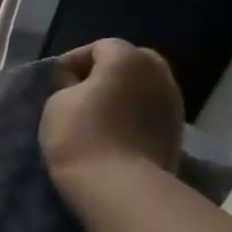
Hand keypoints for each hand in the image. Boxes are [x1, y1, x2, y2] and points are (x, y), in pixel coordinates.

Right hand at [40, 39, 183, 188]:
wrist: (117, 184)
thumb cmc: (79, 134)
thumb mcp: (57, 101)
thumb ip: (68, 84)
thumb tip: (78, 82)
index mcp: (128, 59)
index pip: (99, 47)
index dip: (73, 60)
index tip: (55, 82)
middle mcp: (159, 73)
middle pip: (130, 61)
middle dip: (104, 72)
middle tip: (78, 93)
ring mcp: (173, 102)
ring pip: (143, 86)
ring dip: (121, 94)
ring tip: (96, 114)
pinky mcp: (176, 130)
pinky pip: (149, 110)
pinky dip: (133, 113)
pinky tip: (114, 131)